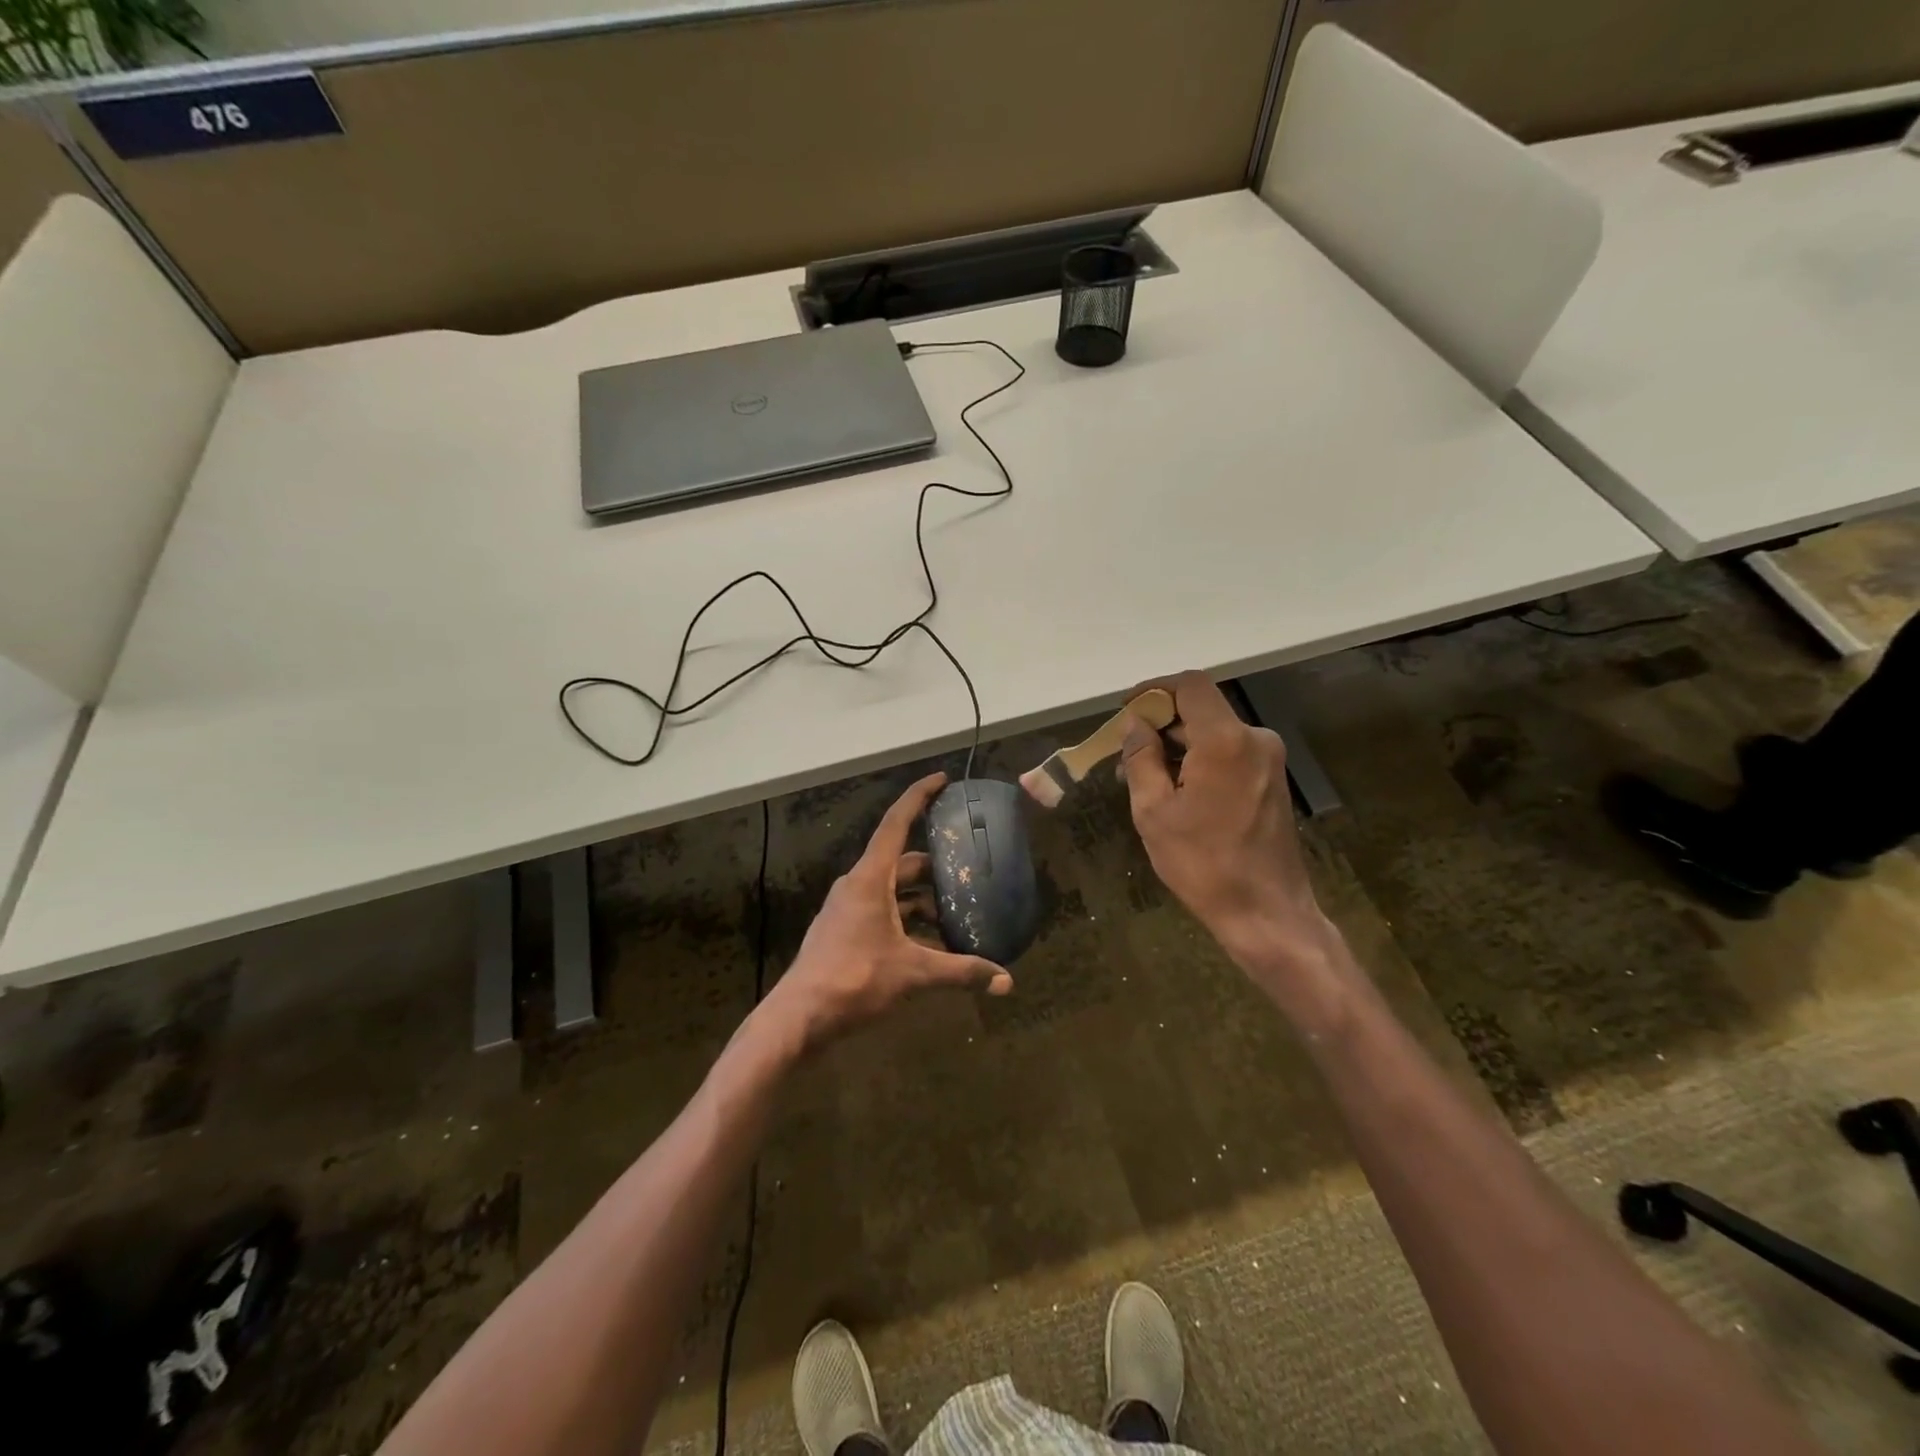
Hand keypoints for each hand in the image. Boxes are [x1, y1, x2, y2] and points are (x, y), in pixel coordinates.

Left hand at [772, 772, 1012, 1045]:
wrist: (798, 1017)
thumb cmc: (854, 980)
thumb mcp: (913, 973)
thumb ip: (961, 972)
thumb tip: (1006, 981)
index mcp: (870, 878)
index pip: (896, 823)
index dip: (919, 796)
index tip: (942, 779)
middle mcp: (857, 885)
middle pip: (901, 861)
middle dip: (935, 865)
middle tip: (969, 867)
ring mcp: (848, 908)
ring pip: (893, 890)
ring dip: (923, 898)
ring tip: (958, 911)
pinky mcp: (844, 930)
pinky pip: (883, 911)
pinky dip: (908, 918)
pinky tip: (932, 943)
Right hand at [1119, 672, 1342, 997]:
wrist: (1266, 912)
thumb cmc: (1203, 863)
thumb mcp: (1154, 811)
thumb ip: (1141, 758)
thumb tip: (1135, 725)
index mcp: (1225, 741)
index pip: (1190, 685)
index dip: (1154, 689)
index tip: (1127, 711)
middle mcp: (1254, 739)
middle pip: (1201, 709)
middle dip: (1161, 724)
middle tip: (1126, 755)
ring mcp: (1268, 759)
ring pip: (1213, 732)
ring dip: (1178, 745)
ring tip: (1144, 778)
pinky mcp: (1272, 779)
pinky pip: (1228, 753)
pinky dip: (1199, 760)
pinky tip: (1176, 790)